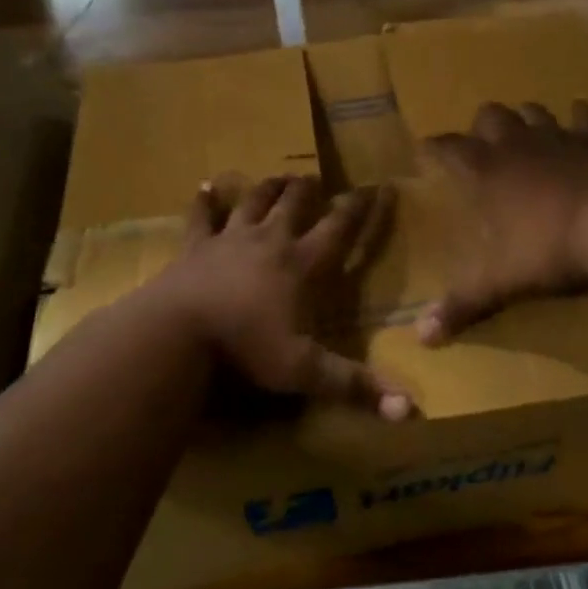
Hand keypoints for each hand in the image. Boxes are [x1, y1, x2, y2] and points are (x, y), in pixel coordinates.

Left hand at [161, 175, 413, 420]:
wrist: (178, 332)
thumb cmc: (245, 348)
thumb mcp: (304, 371)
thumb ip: (354, 386)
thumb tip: (409, 412)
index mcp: (301, 265)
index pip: (339, 227)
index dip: (359, 207)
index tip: (374, 185)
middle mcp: (269, 241)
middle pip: (294, 203)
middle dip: (308, 189)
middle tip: (315, 177)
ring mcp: (229, 239)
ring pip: (254, 202)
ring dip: (268, 188)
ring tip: (279, 177)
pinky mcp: (195, 247)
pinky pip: (201, 217)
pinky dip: (205, 201)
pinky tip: (206, 187)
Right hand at [418, 101, 587, 344]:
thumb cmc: (549, 250)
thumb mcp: (499, 283)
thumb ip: (461, 305)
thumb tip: (421, 339)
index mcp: (486, 170)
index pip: (447, 147)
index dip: (433, 147)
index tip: (424, 149)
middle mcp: (518, 144)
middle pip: (490, 115)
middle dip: (482, 127)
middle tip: (483, 146)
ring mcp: (560, 136)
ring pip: (534, 110)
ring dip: (526, 118)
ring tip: (526, 133)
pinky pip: (587, 116)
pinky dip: (582, 116)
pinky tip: (582, 118)